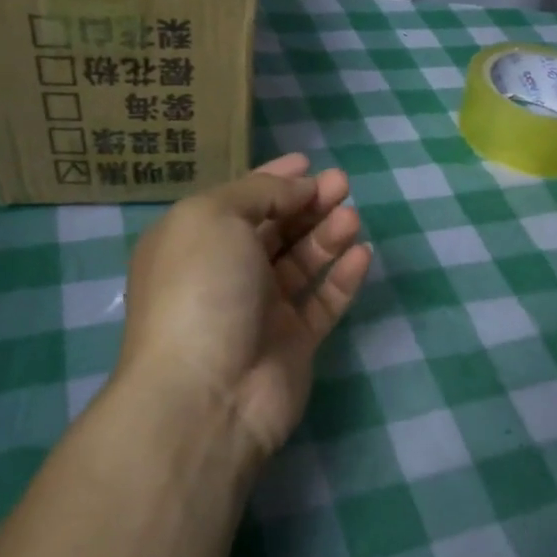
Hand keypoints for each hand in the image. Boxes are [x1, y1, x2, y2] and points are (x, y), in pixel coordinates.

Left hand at [116, 153, 372, 463]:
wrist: (208, 393)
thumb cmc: (201, 289)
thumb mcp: (215, 217)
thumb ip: (260, 192)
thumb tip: (298, 186)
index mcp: (194, 242)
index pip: (240, 201)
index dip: (274, 178)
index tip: (309, 162)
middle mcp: (225, 274)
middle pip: (275, 229)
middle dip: (307, 202)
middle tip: (342, 184)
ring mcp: (260, 311)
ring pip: (301, 263)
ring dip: (327, 235)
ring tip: (352, 217)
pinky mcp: (293, 343)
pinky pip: (323, 302)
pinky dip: (342, 277)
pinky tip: (362, 255)